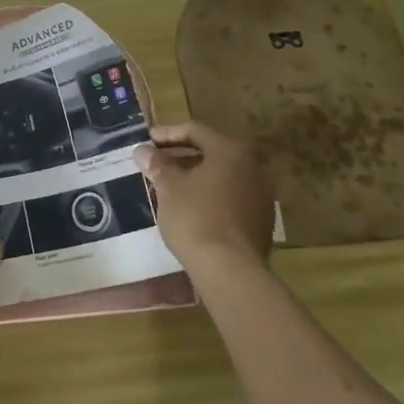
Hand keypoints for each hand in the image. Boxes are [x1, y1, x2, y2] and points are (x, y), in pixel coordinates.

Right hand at [137, 120, 275, 278]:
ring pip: (221, 176)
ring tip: (167, 186)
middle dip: (180, 156)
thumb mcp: (168, 187)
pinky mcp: (261, 221)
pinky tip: (188, 208)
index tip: (146, 141)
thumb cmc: (196, 219)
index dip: (166, 133)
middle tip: (154, 163)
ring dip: (194, 177)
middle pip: (210, 152)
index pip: (194, 131)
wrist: (230, 272)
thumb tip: (143, 150)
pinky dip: (208, 196)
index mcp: (231, 151)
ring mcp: (260, 195)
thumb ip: (156, 164)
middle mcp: (252, 167)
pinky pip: (230, 198)